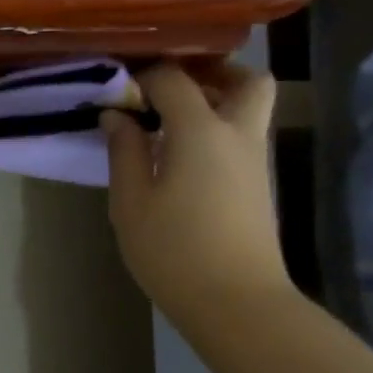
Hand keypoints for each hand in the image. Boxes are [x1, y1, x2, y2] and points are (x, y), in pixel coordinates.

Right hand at [102, 60, 291, 327]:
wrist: (235, 300)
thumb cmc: (172, 250)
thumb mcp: (131, 202)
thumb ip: (124, 152)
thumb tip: (116, 116)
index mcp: (201, 132)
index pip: (174, 80)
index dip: (144, 75)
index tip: (117, 87)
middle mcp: (237, 134)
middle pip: (244, 79)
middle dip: (209, 72)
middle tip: (167, 88)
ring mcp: (254, 159)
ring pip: (249, 106)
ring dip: (214, 99)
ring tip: (166, 120)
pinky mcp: (256, 182)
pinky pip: (240, 134)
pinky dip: (216, 127)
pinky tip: (178, 153)